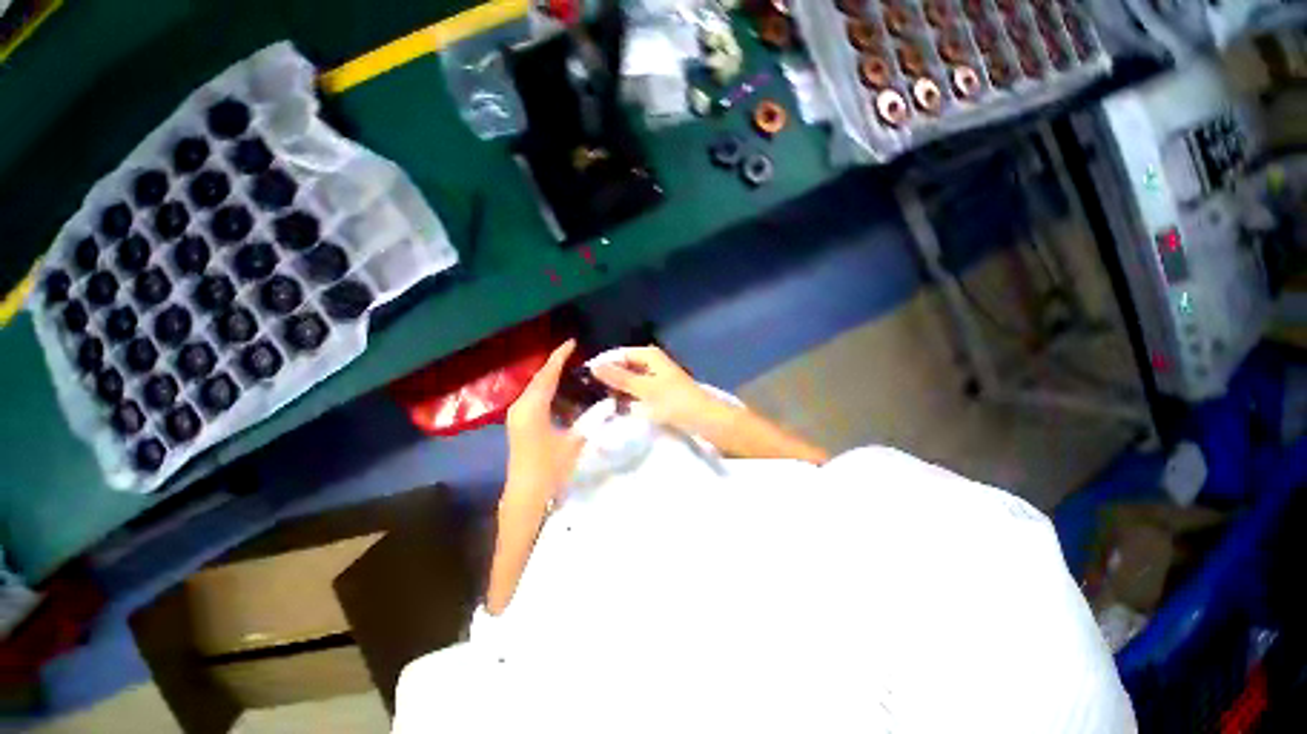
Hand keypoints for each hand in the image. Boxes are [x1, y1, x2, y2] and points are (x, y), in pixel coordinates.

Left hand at [504, 340, 584, 506]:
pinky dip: (550, 394)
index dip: (560, 357)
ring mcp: (518, 416)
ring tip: (574, 373)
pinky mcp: (521, 424)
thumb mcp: (574, 442)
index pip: (548, 374)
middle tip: (577, 357)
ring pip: (537, 389)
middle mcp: (521, 406)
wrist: (526, 495)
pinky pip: (536, 400)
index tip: (572, 342)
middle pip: (540, 378)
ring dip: (554, 380)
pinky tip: (565, 397)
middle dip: (557, 366)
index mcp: (533, 407)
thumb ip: (591, 419)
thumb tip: (608, 403)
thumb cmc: (549, 468)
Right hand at [590, 346, 723, 434]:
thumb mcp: (645, 389)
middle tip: (588, 392)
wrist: (704, 419)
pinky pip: (637, 391)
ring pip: (630, 380)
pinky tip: (617, 406)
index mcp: (649, 355)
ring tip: (598, 400)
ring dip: (617, 389)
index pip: (619, 354)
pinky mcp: (659, 392)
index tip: (584, 378)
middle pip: (624, 366)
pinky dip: (628, 396)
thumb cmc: (675, 401)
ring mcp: (656, 378)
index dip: (603, 364)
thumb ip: (619, 378)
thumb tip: (594, 367)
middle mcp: (652, 363)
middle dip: (609, 377)